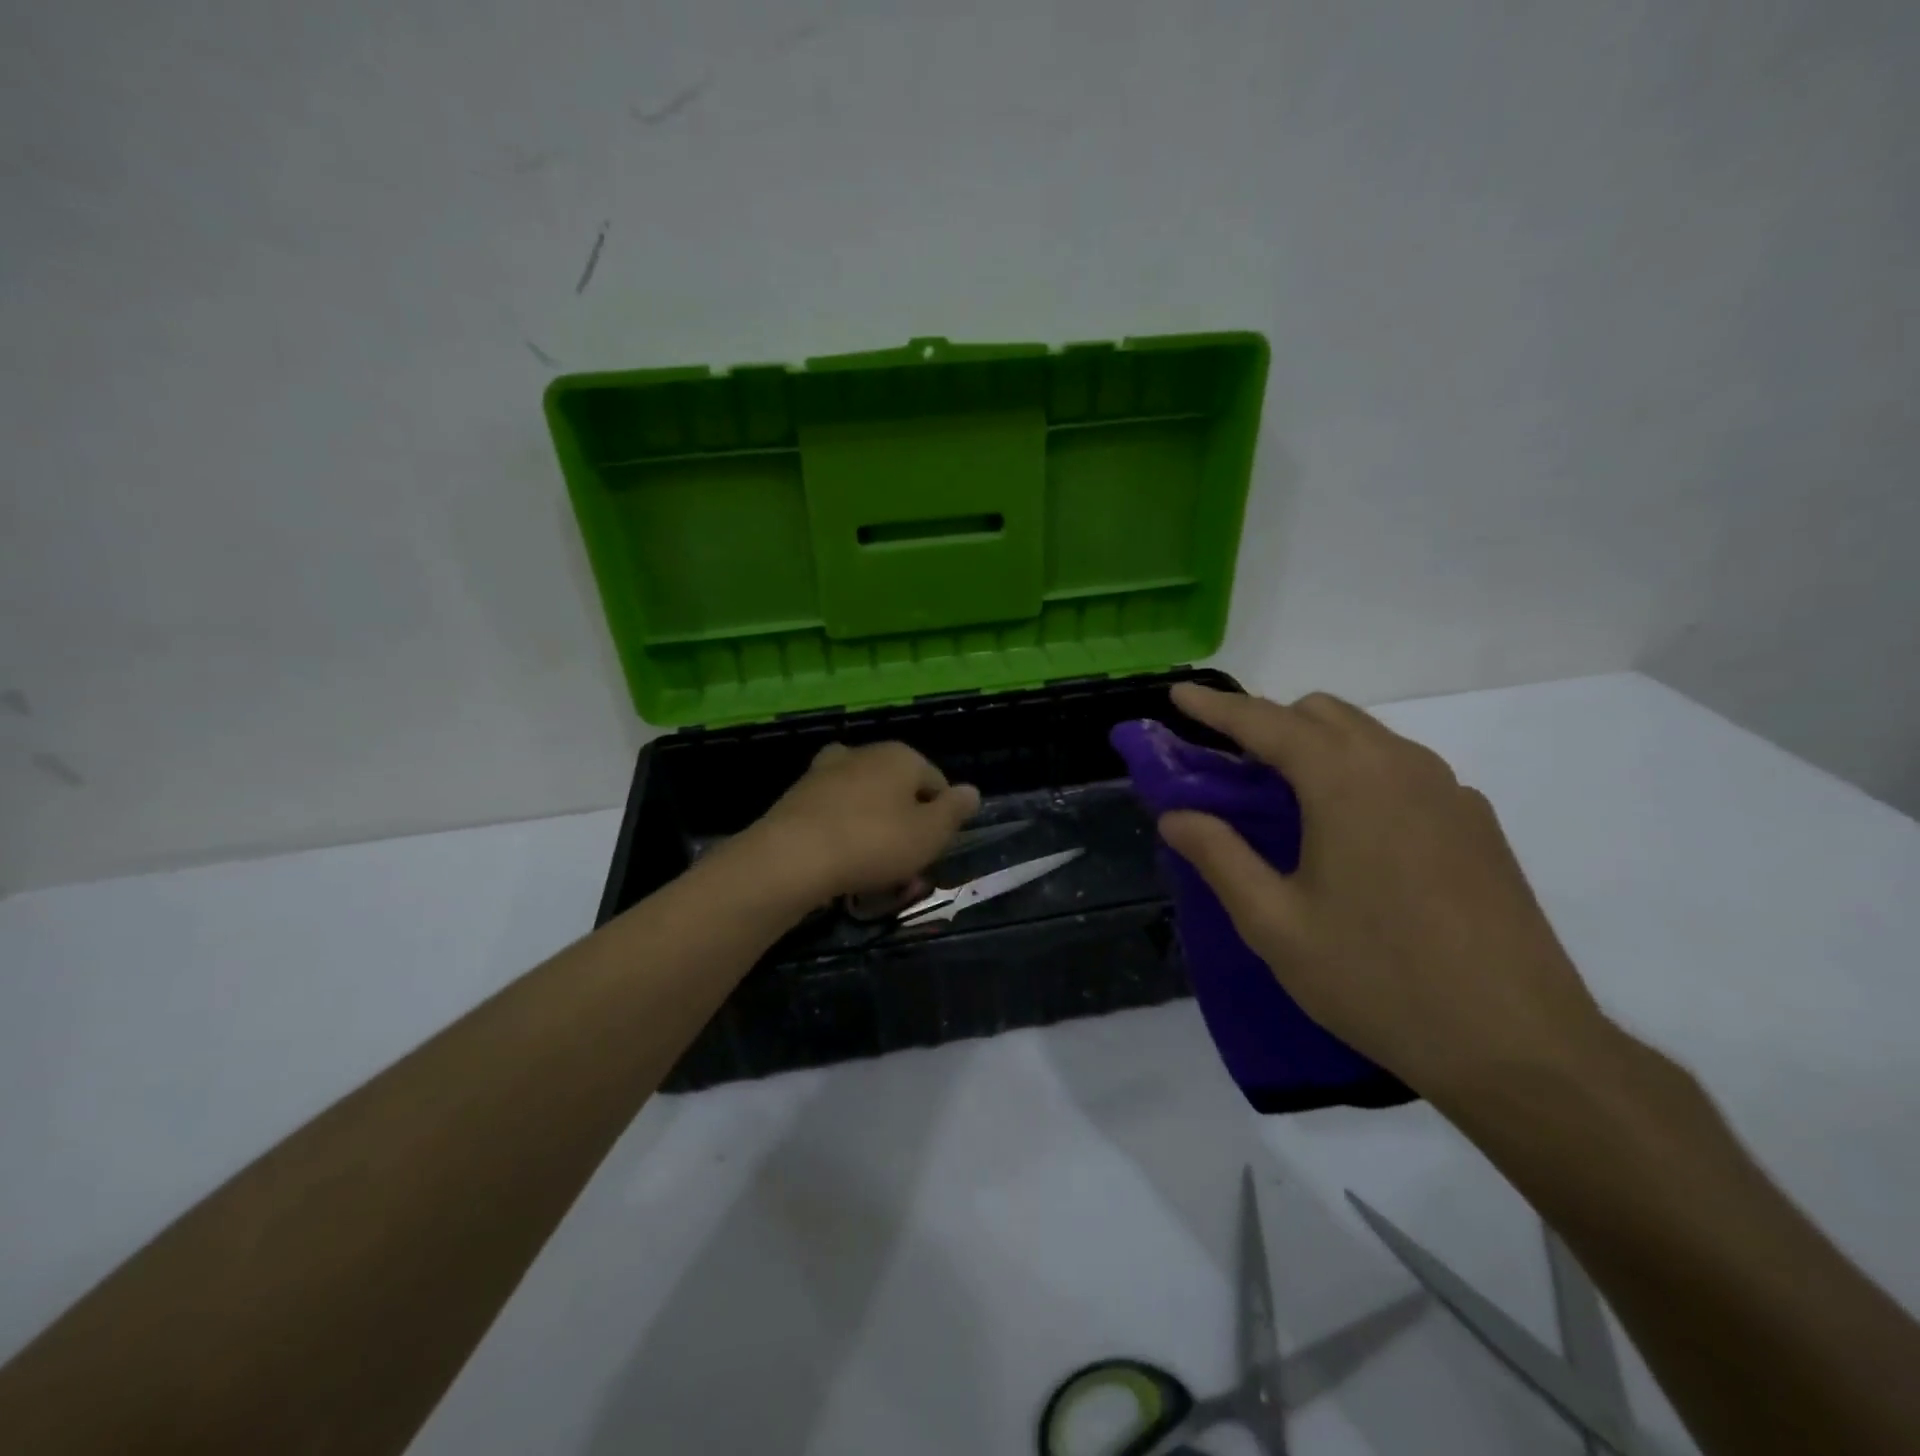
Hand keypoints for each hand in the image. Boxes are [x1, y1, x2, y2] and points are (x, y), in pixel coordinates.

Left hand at [742, 741, 981, 902]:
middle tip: (905, 865)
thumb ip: (954, 811)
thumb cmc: (874, 843)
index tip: (932, 851)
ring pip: (865, 802)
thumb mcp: (930, 834)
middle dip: (906, 825)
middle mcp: (864, 753)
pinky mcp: (798, 795)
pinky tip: (841, 862)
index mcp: (901, 755)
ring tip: (873, 871)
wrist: (792, 857)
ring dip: (874, 830)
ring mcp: (826, 771)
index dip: (941, 819)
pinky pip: (835, 815)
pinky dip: (843, 833)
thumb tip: (971, 791)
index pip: (936, 782)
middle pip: (898, 790)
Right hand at [1158, 682, 1609, 1104]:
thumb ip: (1218, 857)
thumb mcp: (1274, 924)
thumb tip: (1175, 814)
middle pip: (1320, 714)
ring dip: (1313, 746)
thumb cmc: (1377, 980)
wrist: (1519, 1046)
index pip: (1266, 722)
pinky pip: (1402, 769)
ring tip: (1282, 799)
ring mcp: (1449, 792)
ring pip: (1365, 737)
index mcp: (1346, 781)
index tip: (1178, 693)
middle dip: (1266, 723)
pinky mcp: (1476, 823)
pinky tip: (1350, 834)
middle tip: (1227, 766)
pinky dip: (1357, 773)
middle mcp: (1401, 766)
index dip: (1215, 706)